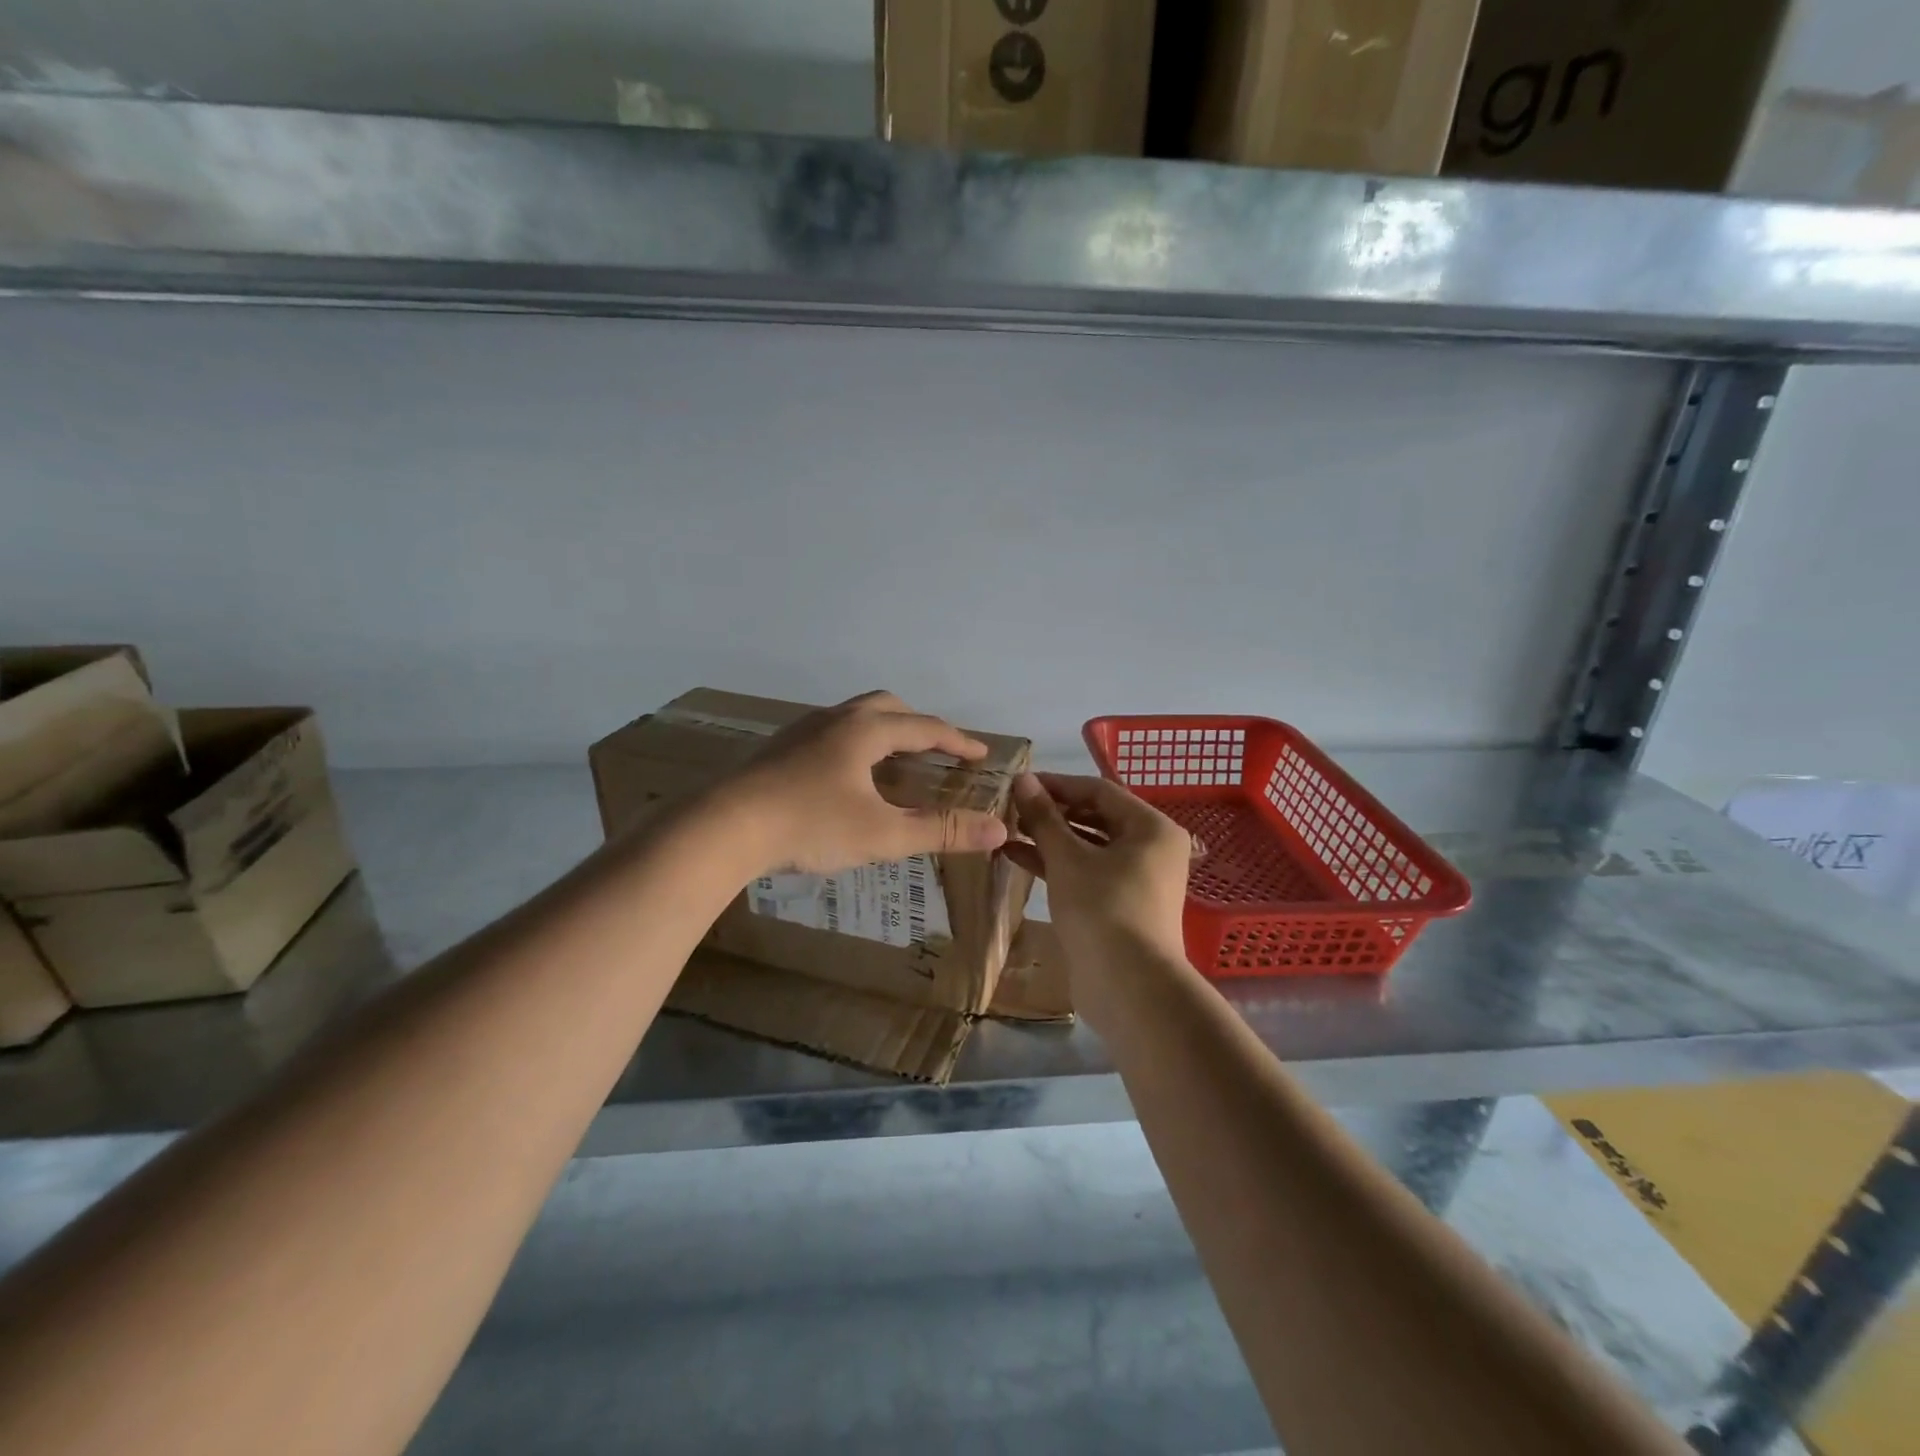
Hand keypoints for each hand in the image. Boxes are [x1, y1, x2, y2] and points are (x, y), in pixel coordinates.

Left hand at [716, 692, 1010, 874]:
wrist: (724, 826)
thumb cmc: (810, 824)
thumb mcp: (883, 834)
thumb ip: (941, 830)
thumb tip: (998, 829)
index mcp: (865, 730)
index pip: (925, 727)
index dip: (957, 741)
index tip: (981, 754)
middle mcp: (835, 719)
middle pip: (888, 707)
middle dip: (919, 725)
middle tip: (938, 751)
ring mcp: (801, 731)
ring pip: (854, 716)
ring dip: (884, 731)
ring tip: (894, 761)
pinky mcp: (778, 749)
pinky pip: (830, 733)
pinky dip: (855, 744)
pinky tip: (845, 776)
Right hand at [1004, 773, 1192, 976]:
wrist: (1129, 988)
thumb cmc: (1102, 909)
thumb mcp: (1067, 858)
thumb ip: (1044, 817)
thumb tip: (1022, 779)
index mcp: (1151, 828)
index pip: (1099, 791)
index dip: (1057, 784)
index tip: (1019, 783)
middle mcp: (1150, 849)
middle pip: (1095, 817)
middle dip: (1052, 812)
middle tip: (1011, 808)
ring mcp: (1136, 880)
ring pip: (1088, 847)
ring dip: (1049, 838)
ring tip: (1007, 830)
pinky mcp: (1119, 905)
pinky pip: (1086, 872)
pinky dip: (1056, 864)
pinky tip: (1017, 857)